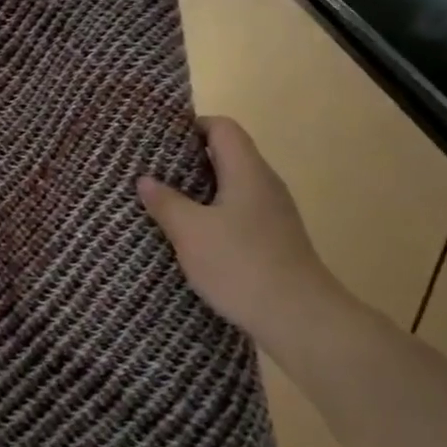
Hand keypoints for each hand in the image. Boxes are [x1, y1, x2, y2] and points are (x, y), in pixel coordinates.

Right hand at [138, 116, 342, 347]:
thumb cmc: (241, 265)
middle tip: (156, 172)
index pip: (223, 127)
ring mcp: (275, 213)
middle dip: (191, 160)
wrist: (300, 319)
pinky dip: (216, 214)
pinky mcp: (277, 240)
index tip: (161, 142)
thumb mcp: (190, 232)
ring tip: (168, 204)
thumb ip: (166, 202)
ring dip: (202, 191)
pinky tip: (196, 237)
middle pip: (229, 154)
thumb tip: (145, 179)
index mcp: (247, 171)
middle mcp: (265, 184)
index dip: (192, 127)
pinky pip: (241, 212)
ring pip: (234, 186)